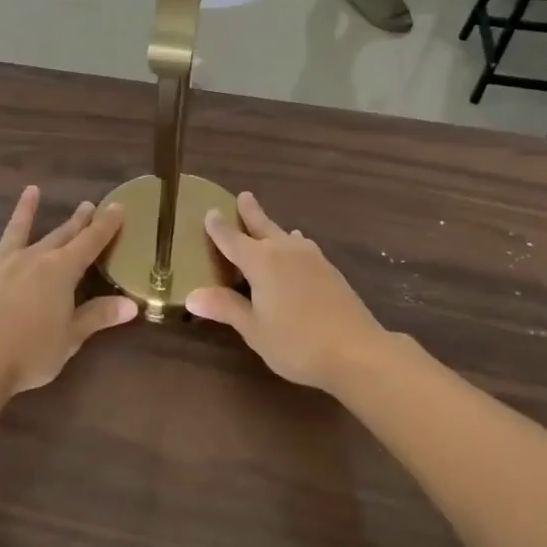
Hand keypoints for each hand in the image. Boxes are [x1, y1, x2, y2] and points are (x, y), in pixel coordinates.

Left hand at [0, 186, 137, 394]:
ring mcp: (1, 265)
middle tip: (87, 204)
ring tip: (32, 190)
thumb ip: (99, 316)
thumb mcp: (72, 337)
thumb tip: (132, 304)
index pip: (91, 242)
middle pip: (60, 235)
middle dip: (76, 221)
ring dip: (25, 211)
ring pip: (16, 232)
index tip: (117, 206)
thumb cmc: (32, 353)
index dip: (106, 225)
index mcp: (62, 271)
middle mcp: (33, 259)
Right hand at [184, 192, 390, 392]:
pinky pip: (304, 248)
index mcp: (260, 262)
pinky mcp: (330, 271)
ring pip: (287, 236)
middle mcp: (285, 251)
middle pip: (263, 226)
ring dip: (275, 228)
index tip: (210, 212)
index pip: (232, 239)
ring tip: (270, 226)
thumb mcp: (254, 329)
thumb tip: (191, 295)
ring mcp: (311, 259)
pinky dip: (294, 244)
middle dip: (251, 212)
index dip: (218, 227)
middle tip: (244, 195)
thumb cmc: (296, 342)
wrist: (356, 350)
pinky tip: (300, 251)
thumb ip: (225, 307)